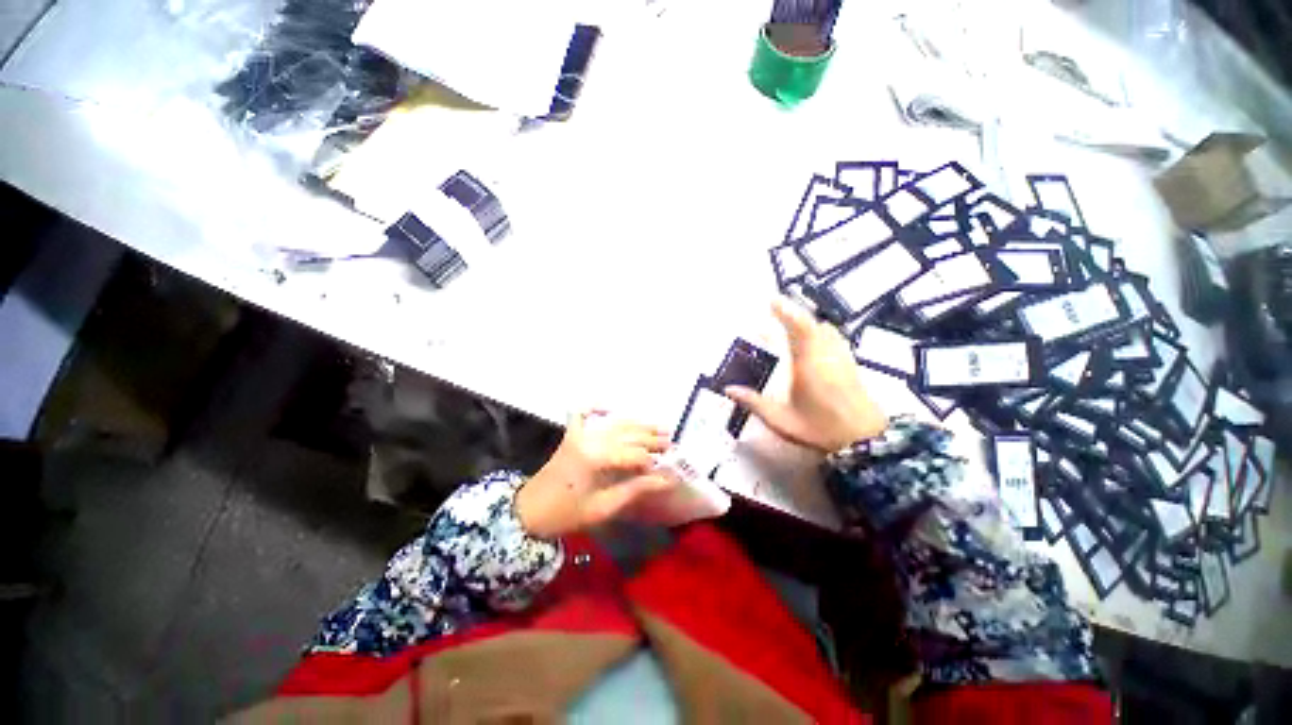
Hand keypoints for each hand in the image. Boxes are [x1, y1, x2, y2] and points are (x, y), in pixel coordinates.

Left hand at [516, 412, 674, 538]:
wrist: (529, 513)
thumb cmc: (568, 514)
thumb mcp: (605, 507)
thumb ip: (636, 489)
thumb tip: (668, 480)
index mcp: (595, 458)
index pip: (632, 453)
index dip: (651, 461)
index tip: (666, 470)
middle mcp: (589, 439)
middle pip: (627, 434)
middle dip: (651, 438)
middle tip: (671, 443)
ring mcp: (579, 434)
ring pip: (615, 424)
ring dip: (637, 424)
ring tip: (659, 427)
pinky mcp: (570, 435)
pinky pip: (581, 414)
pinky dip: (594, 407)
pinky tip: (608, 407)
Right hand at [725, 297, 885, 452]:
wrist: (865, 440)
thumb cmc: (820, 429)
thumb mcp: (782, 420)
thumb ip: (755, 403)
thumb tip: (728, 389)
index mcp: (808, 364)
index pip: (798, 328)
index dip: (786, 311)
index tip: (771, 300)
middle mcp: (826, 355)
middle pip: (812, 324)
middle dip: (793, 313)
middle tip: (776, 307)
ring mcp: (842, 358)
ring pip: (826, 329)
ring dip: (808, 321)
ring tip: (792, 321)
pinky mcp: (851, 364)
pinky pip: (835, 337)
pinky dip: (821, 331)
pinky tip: (815, 338)